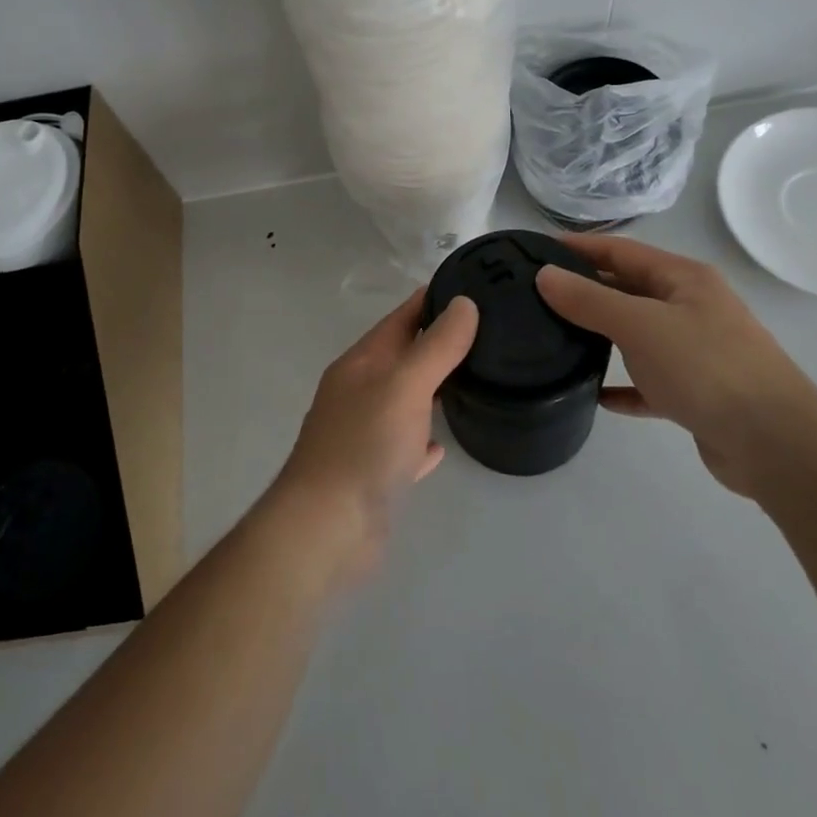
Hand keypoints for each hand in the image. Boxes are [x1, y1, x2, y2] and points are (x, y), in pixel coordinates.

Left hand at [269, 290, 477, 582]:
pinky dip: (423, 438)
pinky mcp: (375, 472)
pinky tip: (443, 442)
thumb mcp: (405, 385)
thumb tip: (464, 302)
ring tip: (476, 378)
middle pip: (403, 356)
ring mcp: (365, 433)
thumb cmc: (365, 446)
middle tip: (489, 333)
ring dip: (433, 387)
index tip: (473, 288)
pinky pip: (405, 445)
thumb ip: (436, 345)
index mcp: (361, 363)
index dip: (433, 300)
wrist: (327, 529)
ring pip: (405, 399)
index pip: (400, 317)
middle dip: (439, 342)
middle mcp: (359, 392)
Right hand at [534, 236, 816, 498]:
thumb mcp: (639, 325)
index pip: (621, 251)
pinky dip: (623, 384)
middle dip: (586, 290)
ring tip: (556, 338)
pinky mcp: (697, 393)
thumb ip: (589, 299)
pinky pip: (649, 381)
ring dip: (602, 335)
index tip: (535, 249)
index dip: (579, 247)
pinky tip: (596, 394)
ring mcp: (697, 351)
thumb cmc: (706, 367)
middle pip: (629, 289)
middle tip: (536, 296)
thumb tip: (544, 275)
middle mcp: (692, 308)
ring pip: (638, 335)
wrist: (775, 444)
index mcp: (684, 279)